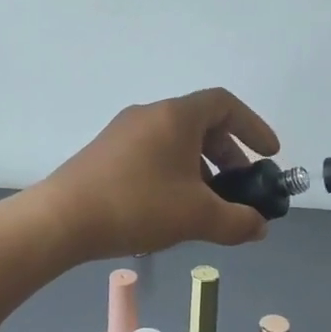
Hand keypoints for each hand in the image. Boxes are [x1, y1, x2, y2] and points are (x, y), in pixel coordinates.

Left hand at [37, 89, 282, 259]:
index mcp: (176, 116)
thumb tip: (259, 227)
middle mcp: (150, 114)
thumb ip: (237, 221)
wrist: (61, 219)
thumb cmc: (138, 205)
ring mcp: (123, 132)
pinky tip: (172, 209)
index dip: (253, 126)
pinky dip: (174, 173)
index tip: (269, 155)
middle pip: (201, 124)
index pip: (225, 104)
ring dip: (201, 168)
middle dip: (228, 155)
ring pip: (175, 142)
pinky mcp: (105, 153)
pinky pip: (153, 154)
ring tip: (208, 206)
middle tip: (240, 187)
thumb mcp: (197, 217)